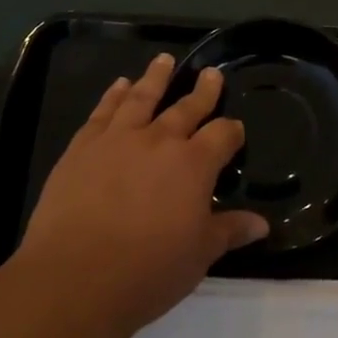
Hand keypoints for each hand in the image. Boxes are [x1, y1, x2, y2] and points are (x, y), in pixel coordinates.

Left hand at [18, 53, 267, 337]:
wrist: (75, 278)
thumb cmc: (147, 270)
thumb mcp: (199, 255)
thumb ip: (229, 231)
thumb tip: (262, 224)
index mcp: (194, 164)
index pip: (222, 135)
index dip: (231, 131)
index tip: (235, 129)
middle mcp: (160, 140)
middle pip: (187, 107)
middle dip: (202, 91)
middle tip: (210, 73)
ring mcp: (118, 138)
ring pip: (142, 97)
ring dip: (156, 77)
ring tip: (165, 59)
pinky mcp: (83, 146)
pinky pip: (103, 111)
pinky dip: (113, 95)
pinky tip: (119, 85)